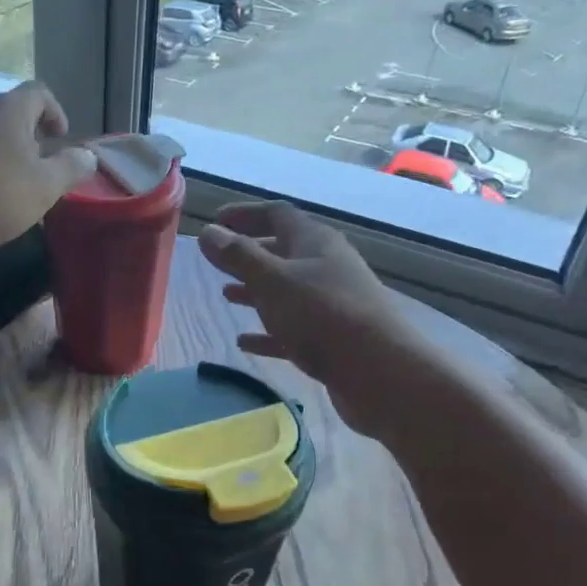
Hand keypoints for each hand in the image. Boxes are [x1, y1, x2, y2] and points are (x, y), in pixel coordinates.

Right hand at [197, 202, 425, 439]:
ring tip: (227, 295)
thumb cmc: (322, 315)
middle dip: (249, 253)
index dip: (244, 214)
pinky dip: (268, 331)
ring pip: (287, 290)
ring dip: (256, 290)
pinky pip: (292, 328)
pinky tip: (245, 342)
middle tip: (217, 261)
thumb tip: (208, 232)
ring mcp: (331, 303)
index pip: (276, 214)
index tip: (215, 222)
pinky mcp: (331, 338)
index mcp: (314, 242)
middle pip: (283, 250)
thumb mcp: (272, 281)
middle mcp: (326, 266)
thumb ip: (238, 257)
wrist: (378, 371)